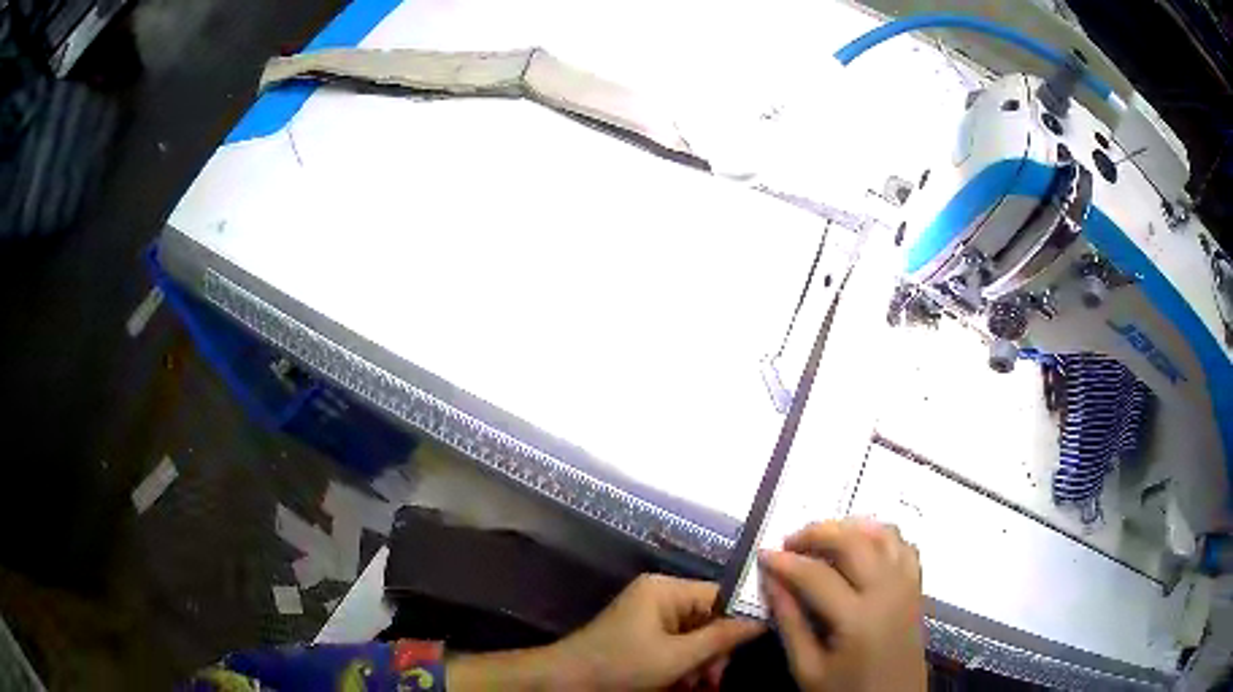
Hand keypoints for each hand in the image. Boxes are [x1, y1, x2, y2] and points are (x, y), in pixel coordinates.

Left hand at [547, 573, 764, 689]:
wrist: (567, 681)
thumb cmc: (621, 664)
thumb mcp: (677, 656)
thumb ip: (721, 638)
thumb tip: (762, 620)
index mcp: (666, 589)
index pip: (721, 595)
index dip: (738, 621)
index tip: (746, 651)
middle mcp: (660, 596)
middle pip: (709, 618)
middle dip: (714, 651)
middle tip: (713, 680)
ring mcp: (650, 616)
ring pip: (695, 636)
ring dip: (701, 663)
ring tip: (697, 686)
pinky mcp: (644, 635)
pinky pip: (678, 645)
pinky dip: (684, 665)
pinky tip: (682, 685)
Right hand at [759, 519, 926, 691]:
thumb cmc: (846, 690)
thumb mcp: (808, 668)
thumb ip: (790, 623)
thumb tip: (771, 581)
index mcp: (857, 618)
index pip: (816, 575)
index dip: (785, 561)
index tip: (762, 554)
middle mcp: (887, 591)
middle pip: (853, 541)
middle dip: (817, 533)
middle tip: (790, 542)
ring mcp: (907, 585)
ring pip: (882, 534)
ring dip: (850, 528)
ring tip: (823, 538)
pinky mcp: (916, 586)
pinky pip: (903, 546)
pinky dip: (880, 536)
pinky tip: (861, 545)